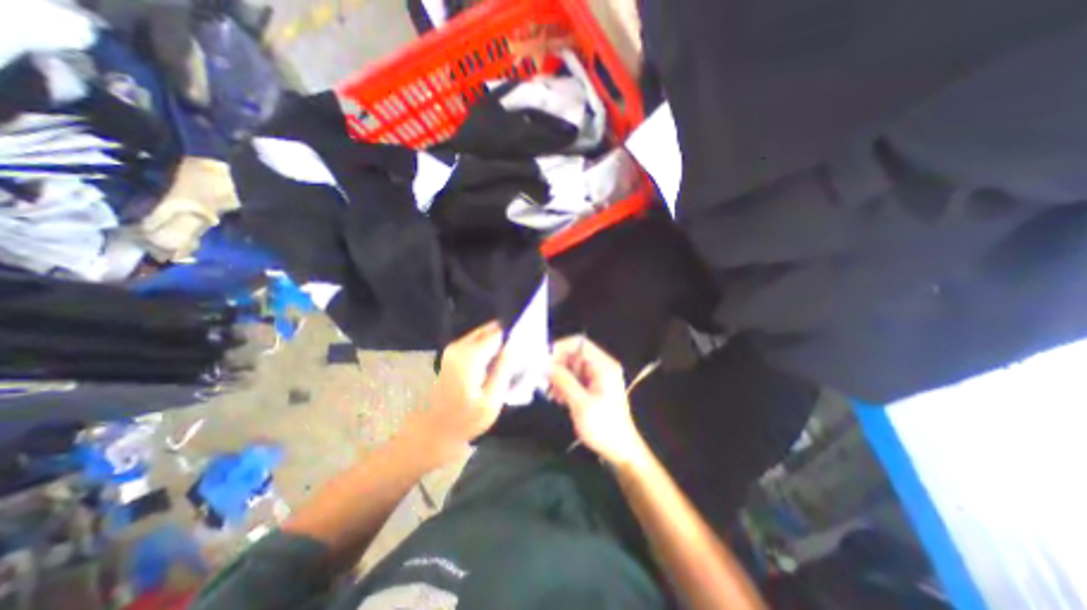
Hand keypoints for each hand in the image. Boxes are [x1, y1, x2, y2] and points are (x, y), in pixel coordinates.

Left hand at [412, 322, 514, 458]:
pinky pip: (475, 343)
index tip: (528, 346)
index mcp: (470, 356)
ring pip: (482, 335)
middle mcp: (459, 346)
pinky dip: (487, 349)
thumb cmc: (464, 421)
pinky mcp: (450, 355)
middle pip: (489, 329)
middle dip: (506, 337)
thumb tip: (516, 346)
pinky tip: (493, 367)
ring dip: (497, 343)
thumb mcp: (491, 400)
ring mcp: (452, 350)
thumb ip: (504, 369)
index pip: (499, 332)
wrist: (430, 434)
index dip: (515, 336)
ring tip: (509, 362)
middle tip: (520, 354)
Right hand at [553, 336, 643, 468]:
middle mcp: (601, 367)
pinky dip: (564, 385)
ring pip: (572, 367)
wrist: (621, 451)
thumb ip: (563, 381)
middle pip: (573, 354)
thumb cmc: (604, 427)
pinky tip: (559, 399)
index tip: (544, 362)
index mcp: (603, 366)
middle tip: (545, 382)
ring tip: (553, 394)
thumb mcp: (581, 404)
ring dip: (559, 377)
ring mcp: (597, 377)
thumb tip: (546, 365)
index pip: (578, 343)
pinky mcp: (593, 388)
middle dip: (557, 366)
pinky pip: (574, 378)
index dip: (559, 348)